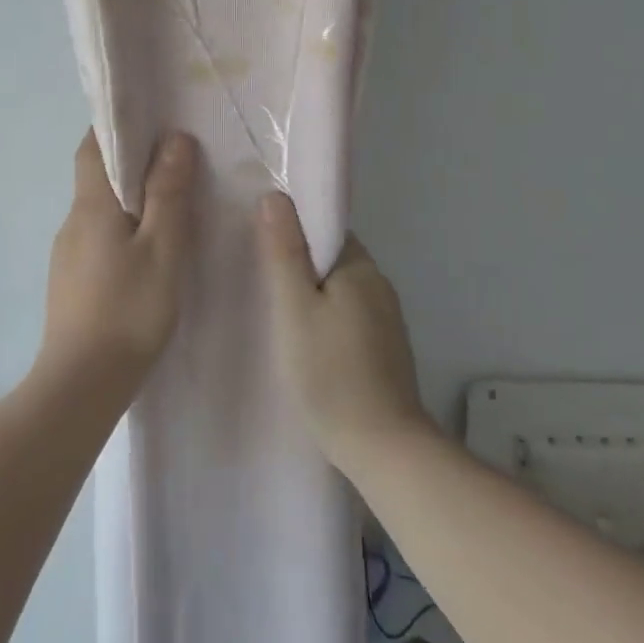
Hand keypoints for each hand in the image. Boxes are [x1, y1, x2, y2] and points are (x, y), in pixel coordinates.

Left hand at [41, 129, 199, 392]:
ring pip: (99, 212)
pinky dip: (121, 232)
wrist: (81, 383)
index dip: (113, 128)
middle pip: (96, 178)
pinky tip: (146, 255)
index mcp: (91, 206)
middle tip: (172, 161)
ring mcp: (67, 256)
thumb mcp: (162, 248)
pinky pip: (98, 240)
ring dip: (127, 201)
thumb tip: (174, 139)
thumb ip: (169, 193)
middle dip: (129, 164)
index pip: (91, 148)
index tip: (146, 119)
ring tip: (168, 208)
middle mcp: (72, 223)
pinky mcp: (70, 283)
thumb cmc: (128, 310)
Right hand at [257, 192, 433, 473]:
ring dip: (311, 294)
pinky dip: (325, 319)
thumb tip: (276, 195)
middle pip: (331, 259)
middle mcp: (379, 285)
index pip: (325, 229)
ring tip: (274, 310)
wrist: (382, 447)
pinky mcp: (384, 349)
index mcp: (360, 267)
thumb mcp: (295, 308)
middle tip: (257, 277)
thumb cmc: (330, 372)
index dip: (293, 230)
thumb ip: (284, 252)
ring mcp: (386, 319)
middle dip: (298, 263)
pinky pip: (348, 316)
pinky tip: (304, 341)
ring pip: (339, 290)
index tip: (259, 241)